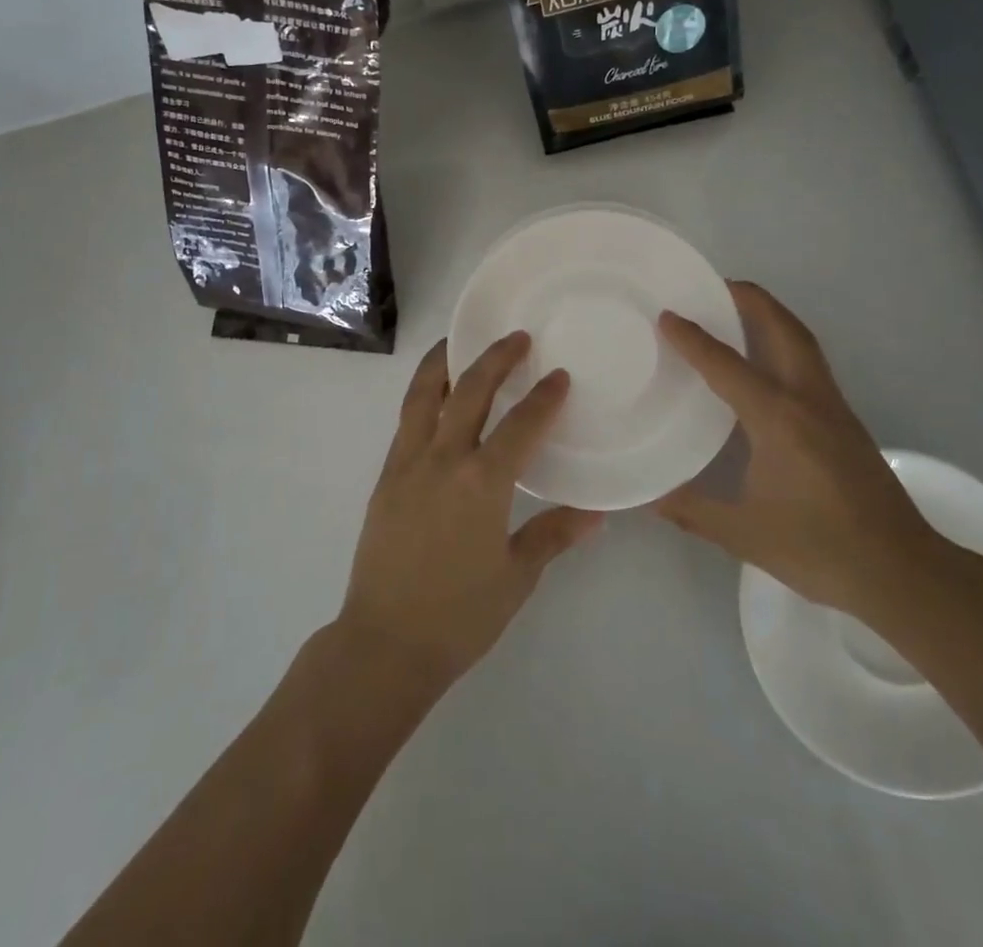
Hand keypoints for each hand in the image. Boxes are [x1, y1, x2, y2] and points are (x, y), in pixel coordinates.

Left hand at [337, 334, 601, 691]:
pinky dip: (421, 397)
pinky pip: (406, 422)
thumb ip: (553, 535)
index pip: (521, 425)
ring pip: (423, 396)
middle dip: (495, 359)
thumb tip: (597, 513)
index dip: (544, 398)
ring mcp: (407, 465)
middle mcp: (443, 460)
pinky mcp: (385, 478)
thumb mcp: (516, 576)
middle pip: (469, 392)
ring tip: (456, 343)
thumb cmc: (459, 616)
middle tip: (516, 338)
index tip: (560, 376)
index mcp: (482, 483)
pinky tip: (433, 397)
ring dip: (443, 364)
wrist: (385, 644)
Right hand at [654, 281, 949, 621]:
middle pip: (783, 329)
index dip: (693, 338)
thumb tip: (648, 497)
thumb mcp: (745, 534)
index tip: (668, 315)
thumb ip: (692, 510)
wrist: (902, 572)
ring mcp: (833, 408)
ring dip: (772, 318)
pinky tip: (767, 366)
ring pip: (803, 343)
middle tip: (716, 285)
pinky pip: (811, 365)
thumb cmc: (820, 548)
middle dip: (751, 299)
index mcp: (778, 419)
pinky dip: (786, 345)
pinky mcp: (846, 423)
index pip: (727, 365)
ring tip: (739, 311)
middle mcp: (808, 400)